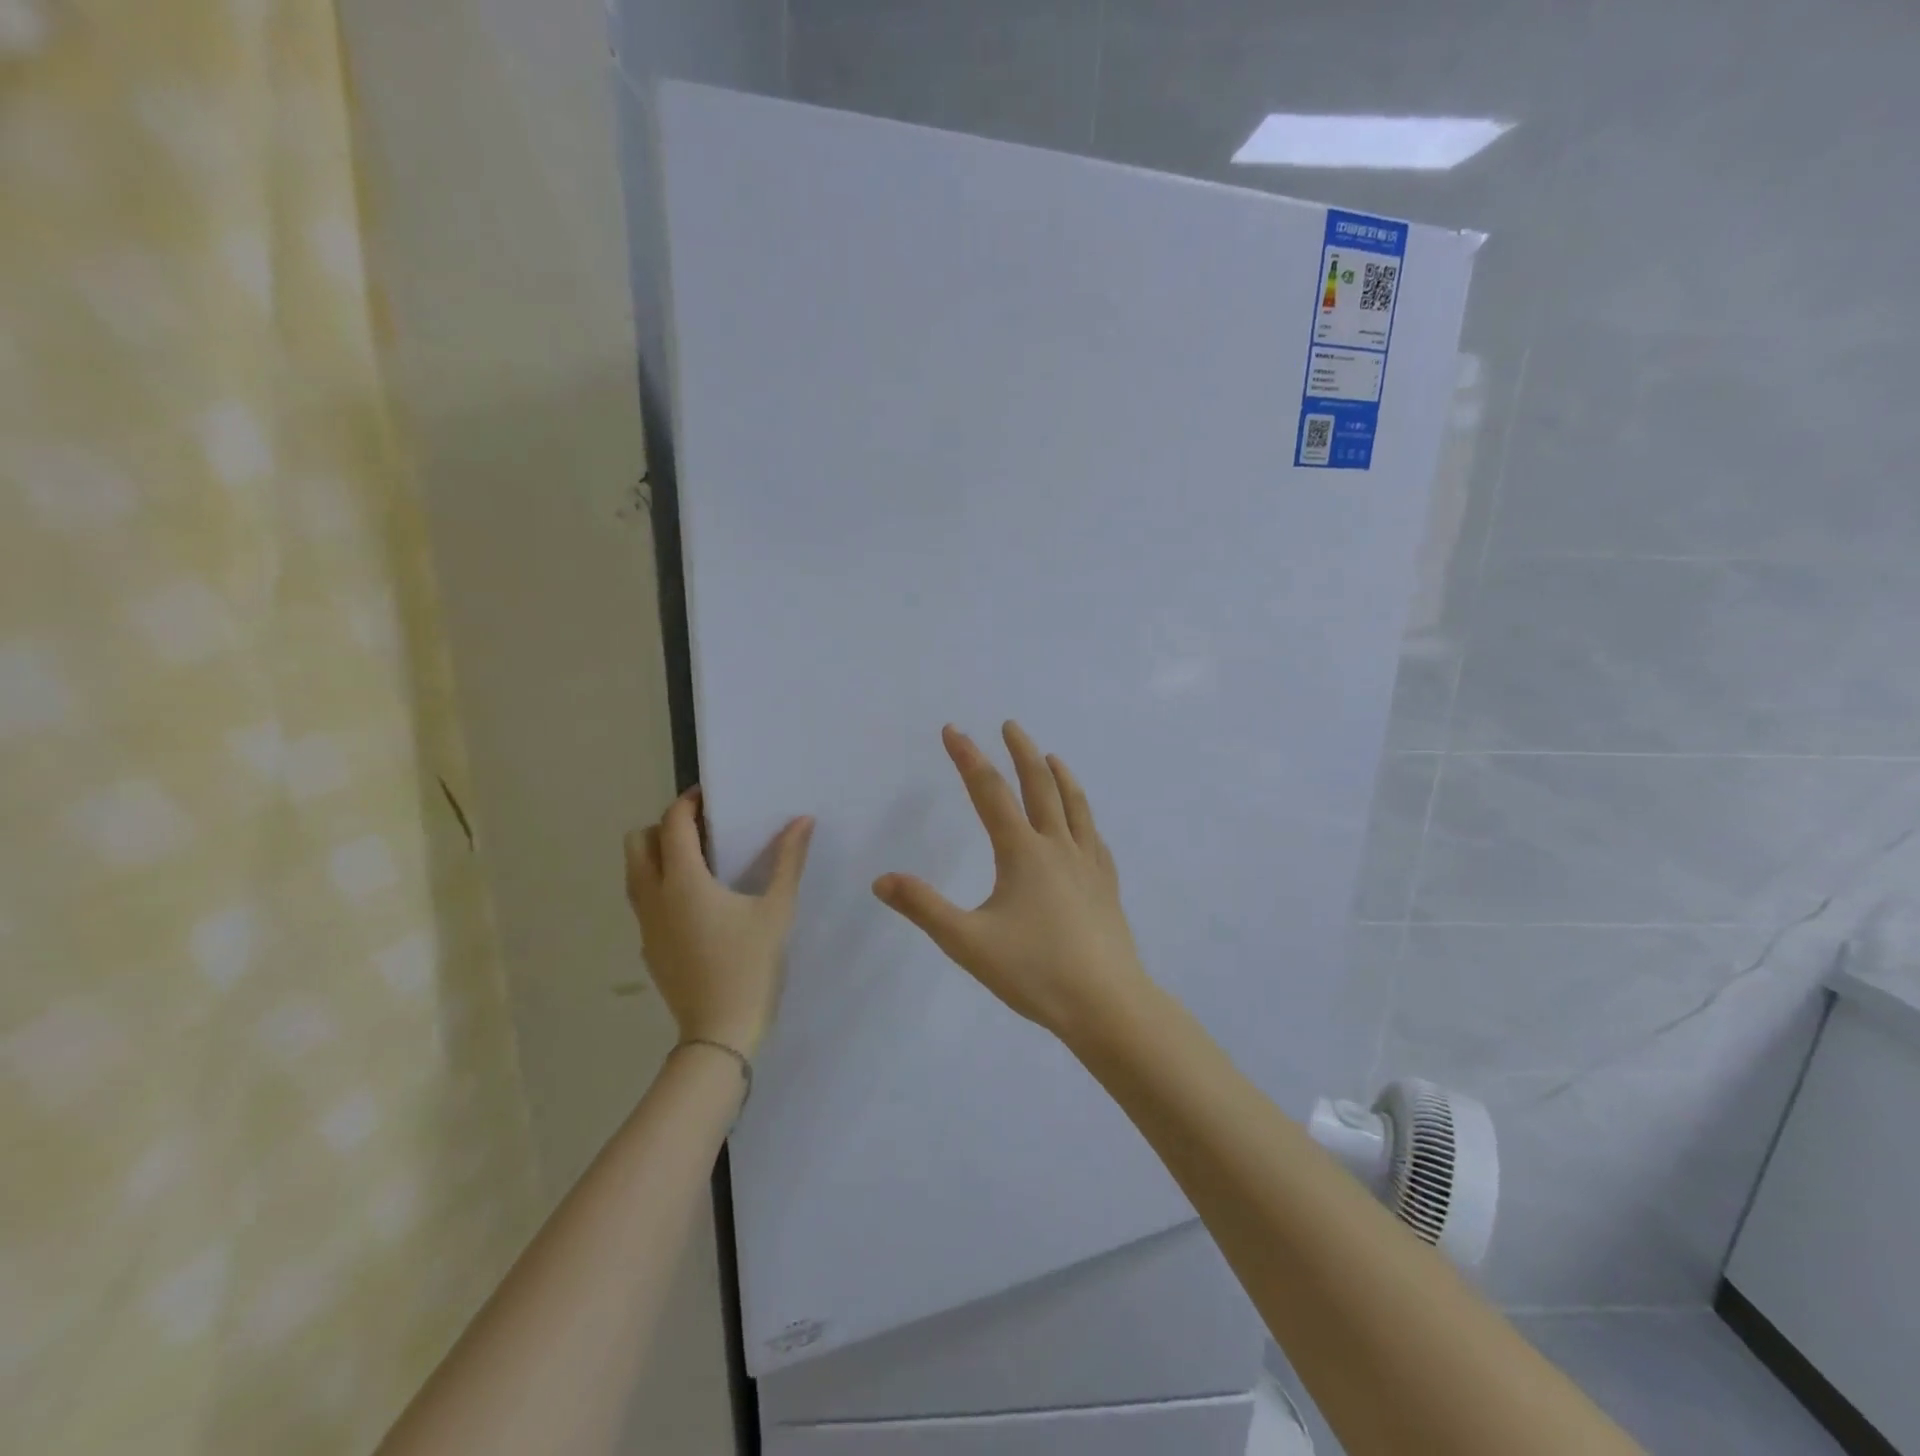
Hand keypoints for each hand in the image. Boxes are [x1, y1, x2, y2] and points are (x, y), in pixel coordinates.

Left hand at [624, 789, 813, 1057]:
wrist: (719, 1031)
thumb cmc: (750, 965)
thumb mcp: (777, 910)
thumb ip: (788, 860)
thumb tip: (803, 820)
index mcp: (683, 881)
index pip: (672, 824)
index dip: (688, 802)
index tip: (709, 795)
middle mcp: (654, 896)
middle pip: (638, 842)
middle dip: (664, 826)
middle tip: (702, 830)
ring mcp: (645, 924)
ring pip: (634, 872)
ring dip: (657, 855)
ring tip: (699, 861)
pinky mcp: (648, 947)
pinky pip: (643, 900)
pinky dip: (660, 885)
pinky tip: (697, 903)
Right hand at [873, 722, 1151, 1040]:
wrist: (1107, 1004)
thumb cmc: (1035, 971)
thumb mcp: (968, 942)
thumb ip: (924, 908)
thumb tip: (882, 880)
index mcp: (1022, 852)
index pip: (990, 792)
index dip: (968, 757)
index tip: (954, 730)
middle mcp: (1058, 846)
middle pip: (1040, 785)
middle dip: (1022, 751)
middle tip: (1011, 726)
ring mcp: (1089, 864)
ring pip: (1075, 805)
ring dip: (1060, 775)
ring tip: (1052, 756)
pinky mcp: (1107, 885)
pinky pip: (1095, 838)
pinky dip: (1085, 817)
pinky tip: (1084, 824)